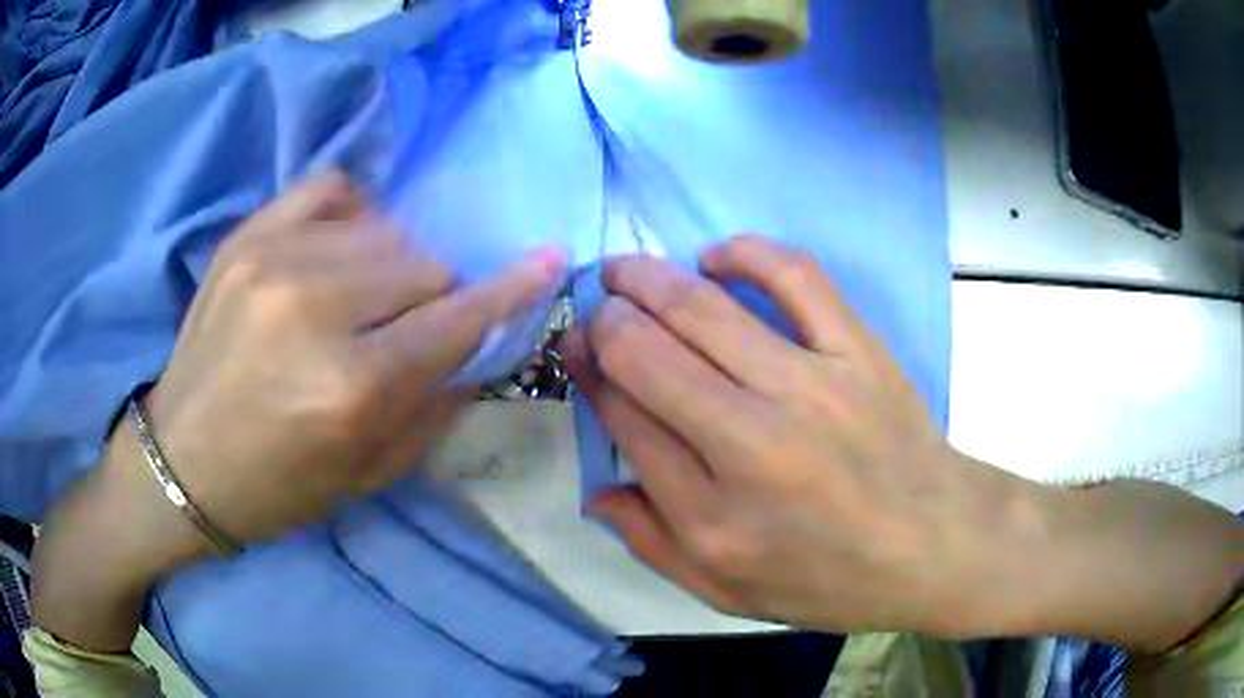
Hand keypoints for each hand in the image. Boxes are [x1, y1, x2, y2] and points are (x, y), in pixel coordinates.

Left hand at [141, 173, 560, 547]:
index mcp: (353, 388)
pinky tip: (338, 248)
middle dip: (433, 299)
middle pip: (425, 266)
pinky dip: (353, 213)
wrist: (183, 463)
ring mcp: (275, 260)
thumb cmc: (279, 486)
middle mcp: (316, 310)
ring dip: (393, 264)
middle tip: (403, 330)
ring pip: (386, 229)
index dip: (510, 290)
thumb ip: (437, 405)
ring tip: (361, 297)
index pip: (458, 318)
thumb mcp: (371, 472)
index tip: (547, 261)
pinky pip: (332, 188)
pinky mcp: (246, 237)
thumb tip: (480, 345)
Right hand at [566, 235, 1241, 649]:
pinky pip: (794, 278)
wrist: (964, 546)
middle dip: (614, 306)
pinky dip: (749, 257)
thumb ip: (660, 532)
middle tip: (589, 286)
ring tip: (632, 263)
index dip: (600, 363)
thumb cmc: (846, 586)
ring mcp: (823, 375)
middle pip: (666, 342)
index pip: (634, 403)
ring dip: (664, 275)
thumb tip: (608, 470)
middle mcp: (765, 429)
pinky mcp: (865, 344)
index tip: (578, 339)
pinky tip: (723, 258)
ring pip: (719, 300)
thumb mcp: (735, 594)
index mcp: (728, 503)